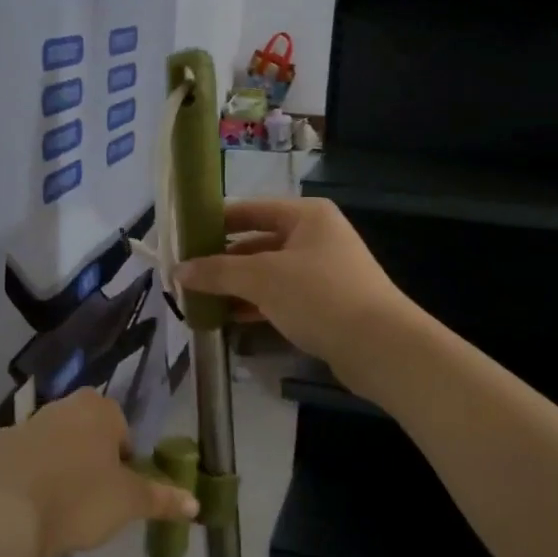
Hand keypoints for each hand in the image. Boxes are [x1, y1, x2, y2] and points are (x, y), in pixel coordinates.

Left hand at [0, 389, 198, 556]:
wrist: (10, 520)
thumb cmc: (80, 501)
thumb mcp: (129, 503)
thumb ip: (163, 498)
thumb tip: (196, 503)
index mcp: (97, 409)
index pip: (120, 427)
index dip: (122, 458)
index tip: (118, 487)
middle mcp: (60, 406)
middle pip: (84, 429)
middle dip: (89, 456)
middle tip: (92, 496)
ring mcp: (22, 424)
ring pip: (50, 441)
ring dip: (56, 462)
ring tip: (58, 503)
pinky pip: (17, 457)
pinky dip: (22, 473)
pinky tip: (24, 502)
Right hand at [177, 198, 422, 384]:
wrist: (380, 346)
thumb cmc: (320, 296)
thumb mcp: (263, 278)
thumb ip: (218, 272)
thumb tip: (178, 271)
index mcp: (306, 216)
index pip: (249, 210)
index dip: (215, 223)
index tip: (182, 238)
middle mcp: (315, 237)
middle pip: (257, 242)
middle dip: (222, 261)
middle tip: (185, 275)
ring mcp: (322, 271)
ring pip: (267, 273)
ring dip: (235, 286)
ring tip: (198, 299)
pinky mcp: (324, 303)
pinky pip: (280, 297)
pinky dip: (254, 305)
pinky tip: (227, 319)